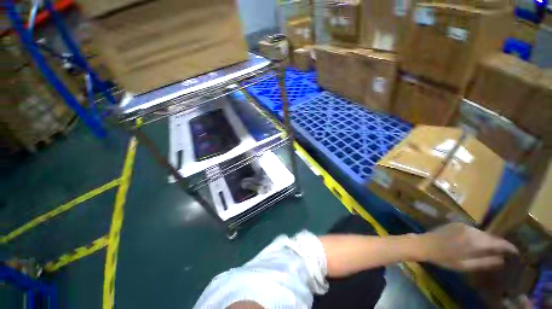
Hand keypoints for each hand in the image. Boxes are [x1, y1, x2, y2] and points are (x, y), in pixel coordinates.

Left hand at [417, 223, 518, 270]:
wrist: (424, 244)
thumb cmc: (444, 258)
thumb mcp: (466, 265)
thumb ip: (485, 262)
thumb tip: (502, 260)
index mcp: (475, 241)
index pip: (498, 242)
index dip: (508, 247)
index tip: (516, 252)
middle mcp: (471, 230)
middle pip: (491, 237)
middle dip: (499, 244)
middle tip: (506, 252)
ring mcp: (463, 225)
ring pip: (482, 233)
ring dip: (489, 240)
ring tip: (493, 249)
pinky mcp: (456, 223)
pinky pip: (474, 230)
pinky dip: (479, 236)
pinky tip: (478, 243)